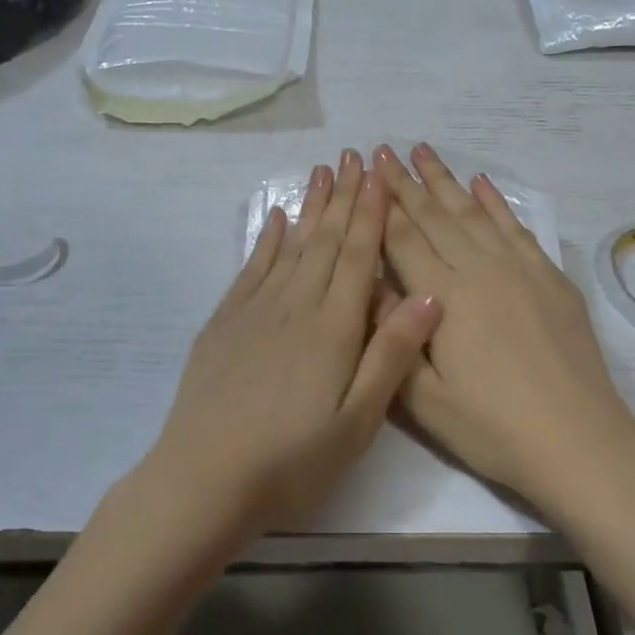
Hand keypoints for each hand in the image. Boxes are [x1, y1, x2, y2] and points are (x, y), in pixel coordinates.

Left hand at [141, 150, 441, 540]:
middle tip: (352, 157)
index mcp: (332, 328)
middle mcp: (294, 306)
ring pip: (289, 247)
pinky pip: (250, 269)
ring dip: (308, 208)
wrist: (204, 478)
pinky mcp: (224, 323)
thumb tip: (429, 295)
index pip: (358, 257)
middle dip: (342, 198)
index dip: (370, 214)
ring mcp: (254, 311)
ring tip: (320, 172)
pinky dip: (265, 241)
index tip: (378, 175)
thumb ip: (391, 355)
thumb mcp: (357, 422)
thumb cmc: (292, 460)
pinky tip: (273, 220)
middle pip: (325, 242)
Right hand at [374, 142, 634, 514]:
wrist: (578, 441)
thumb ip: (393, 336)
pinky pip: (517, 229)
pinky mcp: (550, 280)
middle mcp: (479, 271)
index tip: (367, 173)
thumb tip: (368, 286)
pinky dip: (497, 203)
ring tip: (425, 151)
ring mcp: (520, 271)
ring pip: (474, 215)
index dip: (382, 206)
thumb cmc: (492, 428)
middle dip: (407, 183)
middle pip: (436, 218)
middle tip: (385, 150)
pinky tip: (484, 183)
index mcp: (444, 298)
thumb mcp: (423, 398)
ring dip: (447, 181)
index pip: (404, 241)